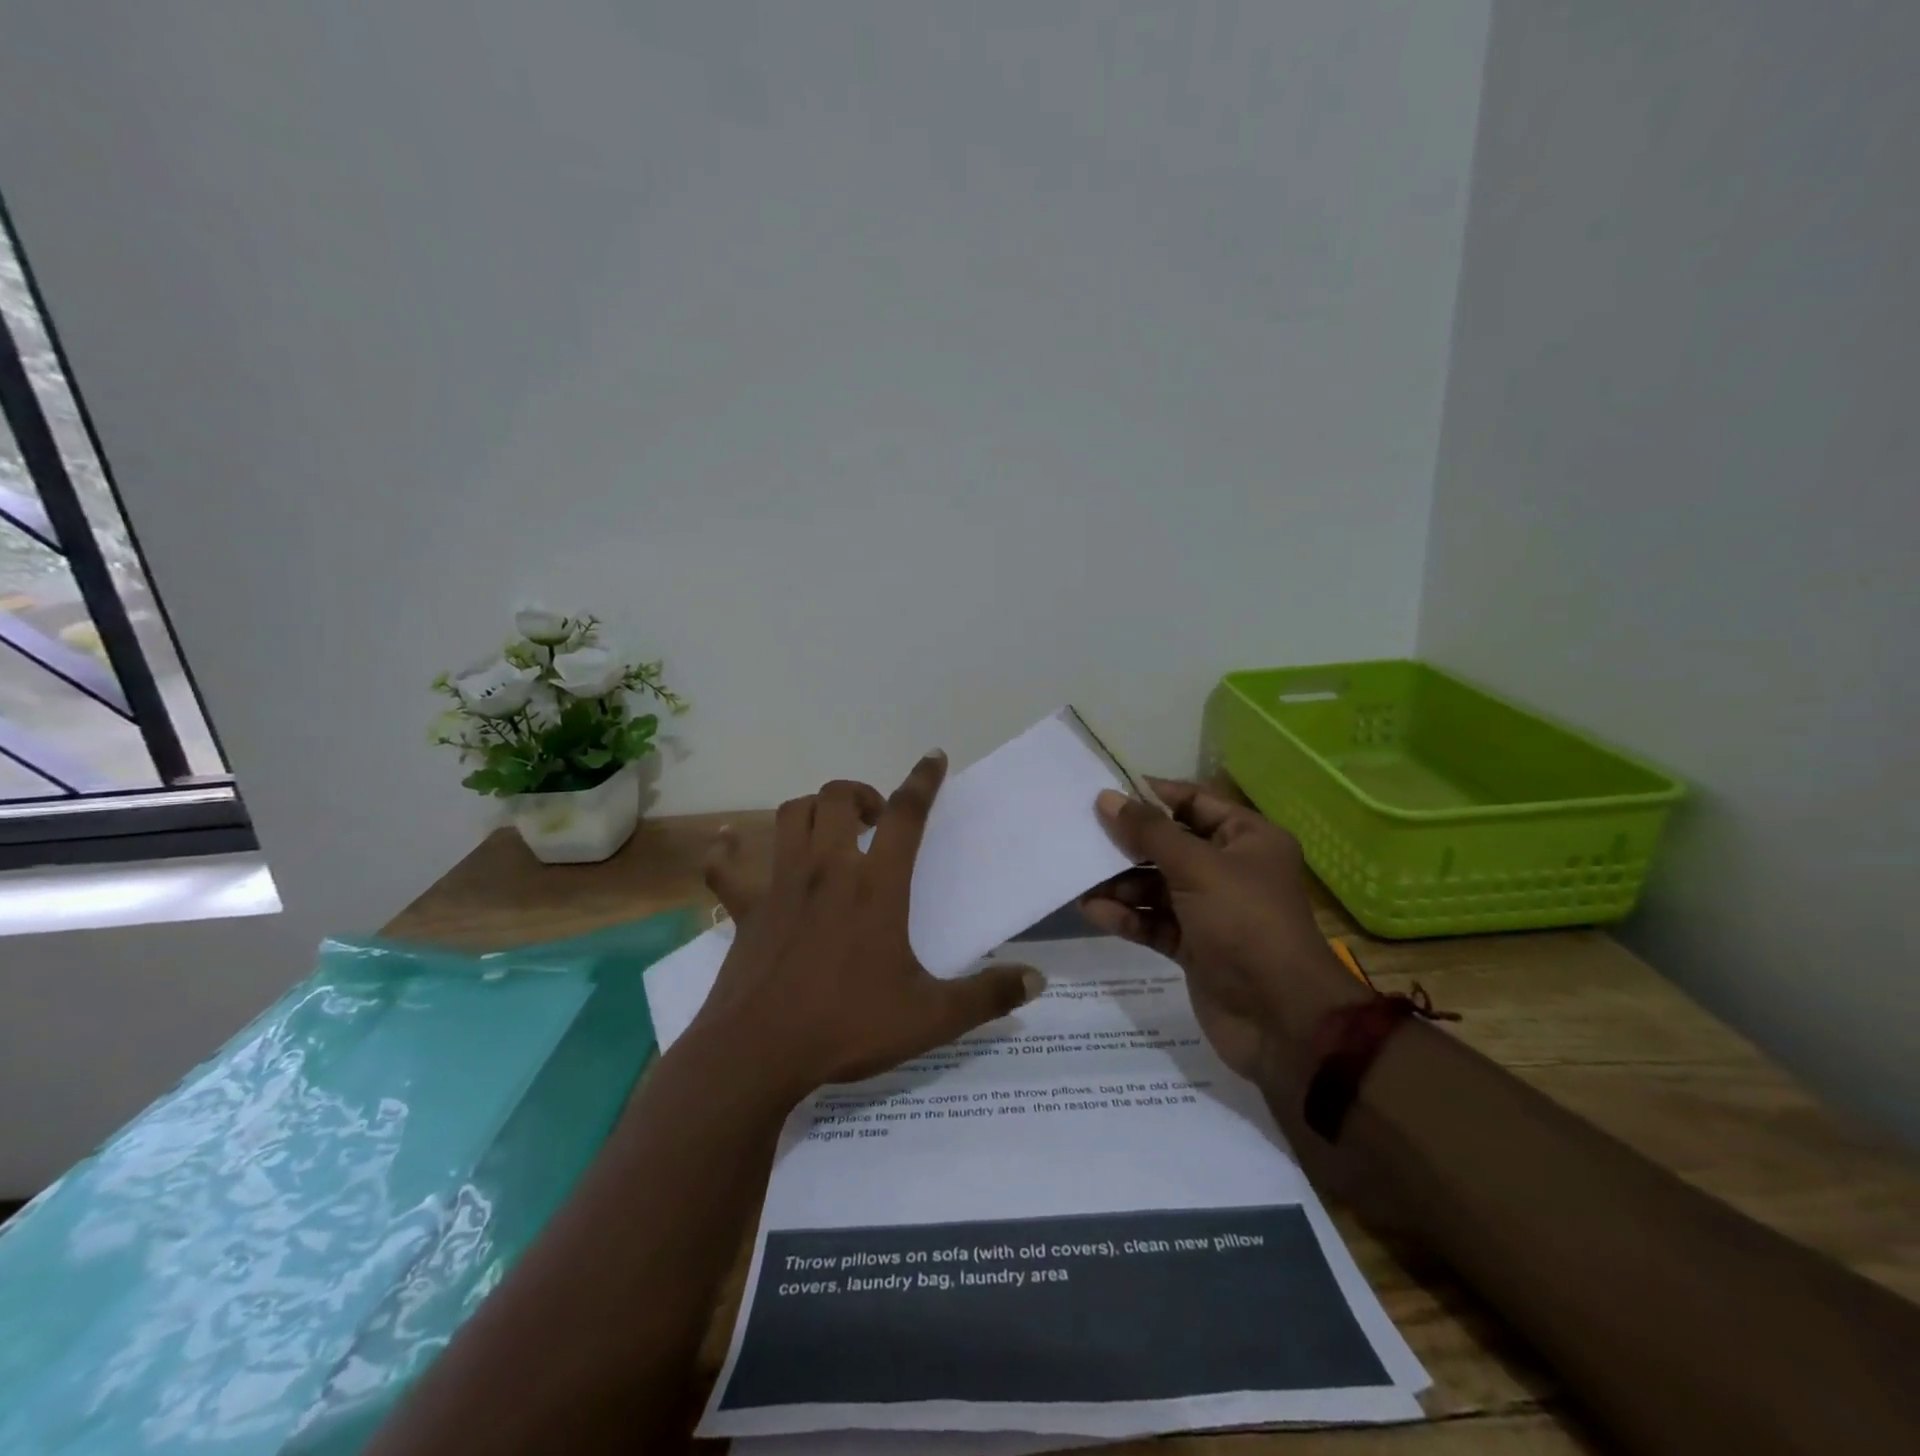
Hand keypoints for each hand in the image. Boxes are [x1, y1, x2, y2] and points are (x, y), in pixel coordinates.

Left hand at [687, 752, 1043, 1102]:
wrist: (757, 1055)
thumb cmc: (847, 1027)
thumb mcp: (930, 1017)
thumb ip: (986, 996)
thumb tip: (1036, 980)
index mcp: (875, 887)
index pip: (905, 815)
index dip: (922, 781)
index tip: (933, 758)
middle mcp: (826, 870)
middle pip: (836, 797)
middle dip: (860, 793)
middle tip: (876, 819)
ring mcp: (780, 886)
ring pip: (789, 815)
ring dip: (812, 809)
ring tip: (829, 830)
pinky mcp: (746, 910)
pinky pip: (728, 868)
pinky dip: (729, 851)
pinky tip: (729, 843)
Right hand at [1079, 778, 1366, 1080]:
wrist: (1280, 1020)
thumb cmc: (1245, 924)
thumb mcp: (1198, 868)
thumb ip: (1149, 833)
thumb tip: (1107, 798)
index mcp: (1247, 839)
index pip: (1195, 802)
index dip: (1153, 795)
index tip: (1107, 793)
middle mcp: (1230, 869)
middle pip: (1169, 845)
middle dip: (1128, 844)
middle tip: (1083, 836)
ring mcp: (1211, 910)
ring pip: (1157, 886)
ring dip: (1120, 884)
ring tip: (1081, 880)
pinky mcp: (1194, 946)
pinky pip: (1154, 921)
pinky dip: (1127, 916)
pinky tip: (1093, 911)